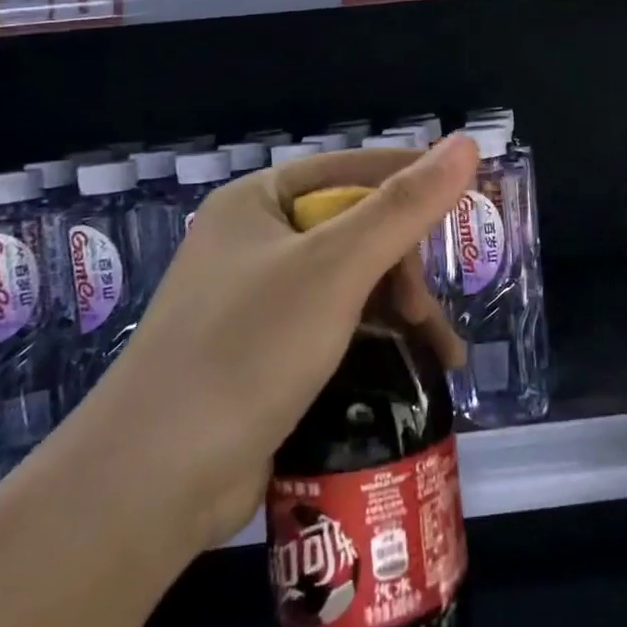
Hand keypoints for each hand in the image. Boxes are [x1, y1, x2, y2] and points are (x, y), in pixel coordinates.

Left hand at [58, 138, 477, 557]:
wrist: (154, 483)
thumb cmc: (247, 350)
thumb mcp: (336, 268)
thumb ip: (405, 206)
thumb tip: (468, 143)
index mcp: (259, 202)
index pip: (354, 169)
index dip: (413, 181)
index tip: (472, 202)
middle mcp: (256, 243)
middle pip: (357, 230)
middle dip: (405, 268)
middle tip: (425, 312)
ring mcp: (259, 301)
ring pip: (354, 283)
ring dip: (403, 311)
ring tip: (441, 353)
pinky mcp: (267, 354)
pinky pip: (338, 326)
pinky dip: (378, 342)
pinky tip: (416, 370)